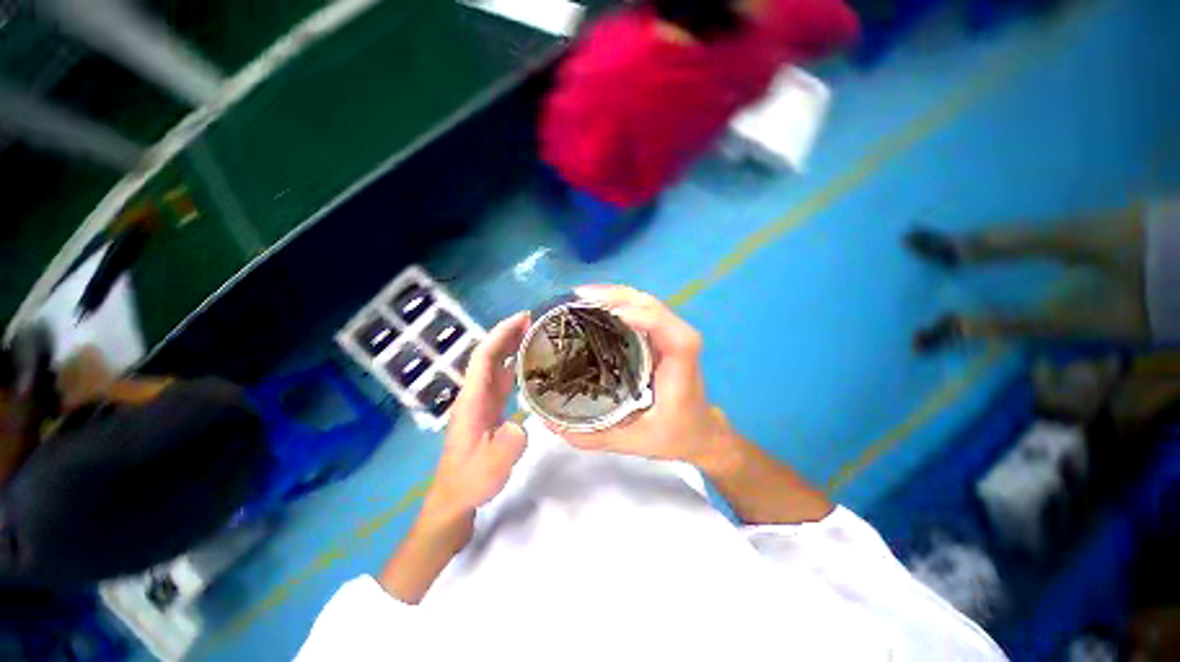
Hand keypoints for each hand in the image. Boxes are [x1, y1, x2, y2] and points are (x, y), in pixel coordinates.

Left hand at [420, 312, 530, 527]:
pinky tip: (529, 362)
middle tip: (535, 320)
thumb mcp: (490, 468)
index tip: (522, 318)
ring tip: (535, 333)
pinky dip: (515, 364)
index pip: (484, 358)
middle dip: (508, 333)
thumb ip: (505, 447)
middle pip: (490, 355)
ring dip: (512, 346)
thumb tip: (521, 426)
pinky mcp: (489, 409)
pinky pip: (503, 378)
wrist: (456, 497)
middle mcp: (475, 394)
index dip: (501, 335)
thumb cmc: (470, 480)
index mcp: (472, 400)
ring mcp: (482, 401)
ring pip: (496, 365)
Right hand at [557, 285, 731, 470]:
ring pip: (645, 303)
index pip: (674, 335)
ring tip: (580, 298)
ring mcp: (668, 336)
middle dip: (617, 296)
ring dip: (614, 295)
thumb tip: (549, 422)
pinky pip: (639, 310)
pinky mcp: (659, 336)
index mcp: (680, 369)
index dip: (648, 317)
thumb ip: (592, 436)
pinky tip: (595, 305)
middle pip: (653, 307)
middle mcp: (678, 344)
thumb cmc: (672, 435)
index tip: (612, 314)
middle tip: (577, 297)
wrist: (698, 431)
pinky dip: (618, 302)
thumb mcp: (631, 443)